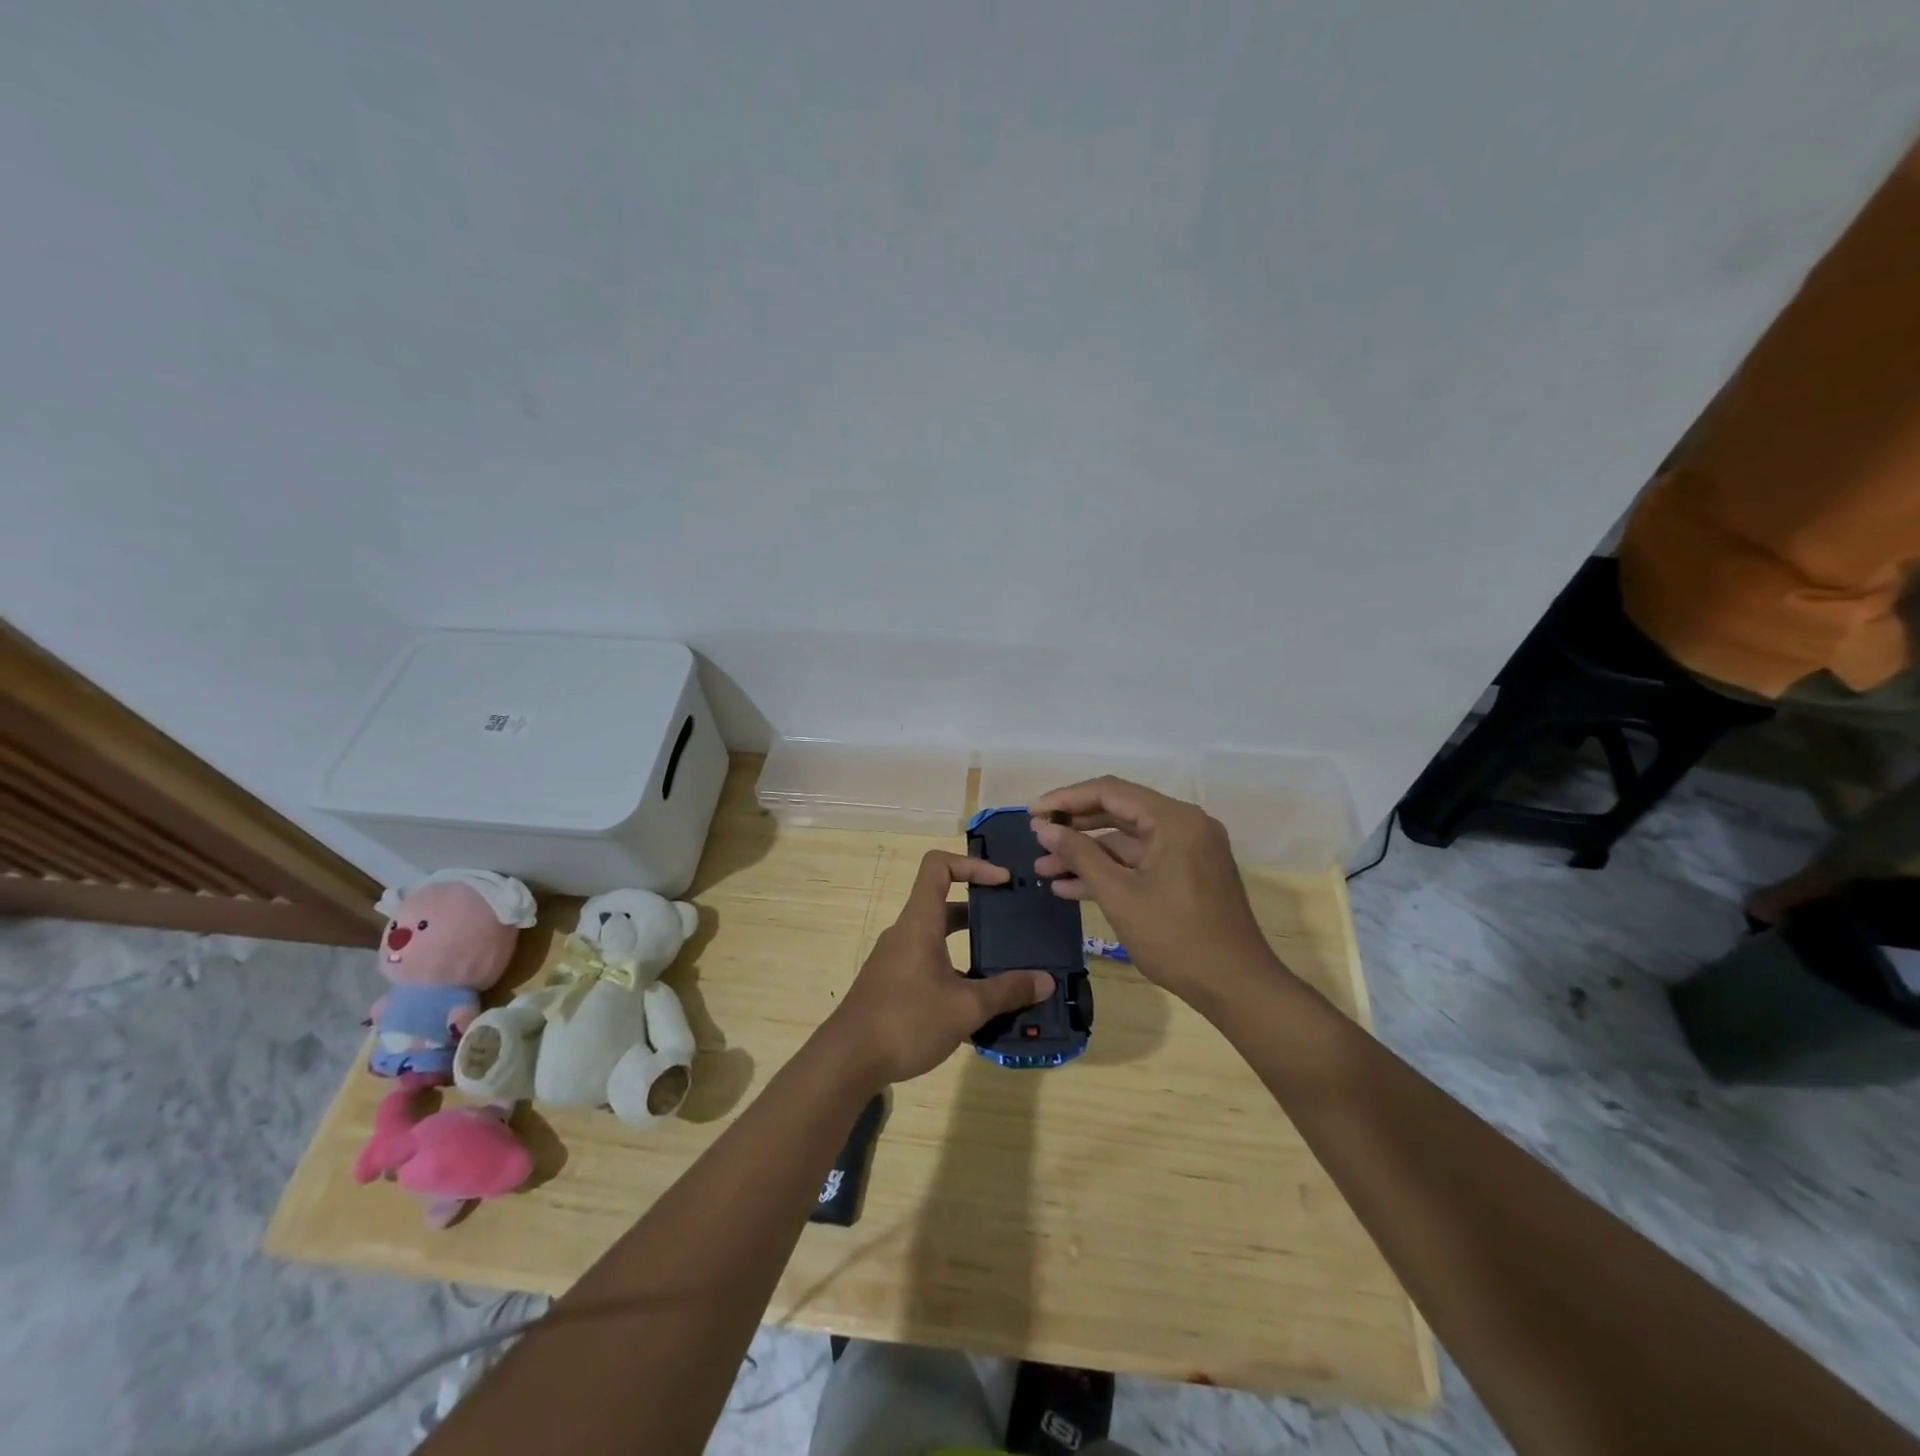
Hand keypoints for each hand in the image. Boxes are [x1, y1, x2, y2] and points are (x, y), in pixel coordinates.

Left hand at [825, 850, 1055, 1085]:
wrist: (847, 1061)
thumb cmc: (907, 1020)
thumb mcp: (966, 1008)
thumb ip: (1007, 992)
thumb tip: (1046, 981)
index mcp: (920, 922)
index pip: (939, 866)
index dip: (972, 864)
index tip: (1003, 882)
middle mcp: (906, 933)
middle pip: (944, 904)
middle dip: (981, 912)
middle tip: (1013, 926)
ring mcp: (896, 960)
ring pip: (938, 940)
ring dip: (969, 949)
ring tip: (1004, 971)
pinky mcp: (892, 985)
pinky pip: (929, 966)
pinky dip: (954, 975)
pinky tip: (976, 1009)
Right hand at [1031, 777, 1278, 1005]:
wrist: (1236, 986)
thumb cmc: (1176, 937)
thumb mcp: (1119, 894)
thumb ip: (1080, 855)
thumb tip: (1045, 828)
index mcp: (1174, 819)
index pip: (1110, 791)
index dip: (1066, 799)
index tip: (1032, 813)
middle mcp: (1184, 825)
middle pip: (1118, 811)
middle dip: (1074, 827)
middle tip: (1036, 838)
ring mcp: (1187, 850)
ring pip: (1127, 841)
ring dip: (1087, 854)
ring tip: (1044, 869)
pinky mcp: (1186, 874)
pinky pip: (1141, 862)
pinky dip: (1110, 871)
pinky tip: (1071, 887)